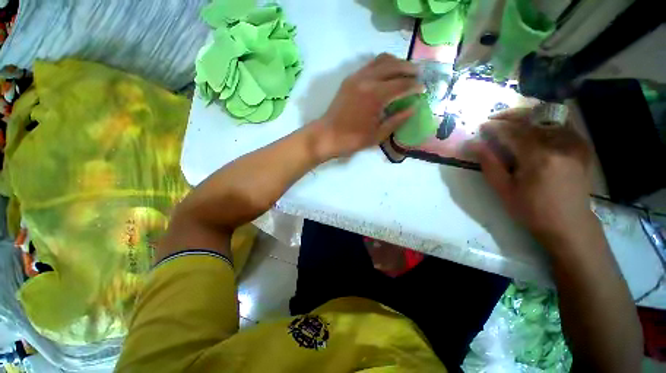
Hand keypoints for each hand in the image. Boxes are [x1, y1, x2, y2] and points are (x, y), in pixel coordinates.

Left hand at [312, 53, 423, 159]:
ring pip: (381, 60)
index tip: (423, 89)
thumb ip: (397, 120)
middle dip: (408, 69)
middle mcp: (368, 80)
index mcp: (376, 95)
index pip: (402, 85)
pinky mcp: (349, 79)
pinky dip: (381, 66)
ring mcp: (357, 77)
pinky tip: (386, 74)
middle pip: (393, 66)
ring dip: (395, 63)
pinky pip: (369, 65)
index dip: (414, 86)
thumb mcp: (377, 135)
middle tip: (418, 75)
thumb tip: (413, 108)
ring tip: (404, 71)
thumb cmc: (352, 139)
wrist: (327, 135)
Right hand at [470, 107, 594, 242]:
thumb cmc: (532, 210)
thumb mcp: (504, 190)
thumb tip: (474, 144)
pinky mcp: (582, 147)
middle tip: (495, 118)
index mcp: (539, 158)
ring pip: (550, 116)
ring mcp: (575, 144)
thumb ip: (489, 164)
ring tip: (513, 120)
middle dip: (511, 115)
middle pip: (533, 118)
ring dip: (529, 115)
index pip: (513, 132)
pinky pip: (564, 124)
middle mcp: (560, 145)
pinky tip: (536, 127)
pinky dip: (547, 121)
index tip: (482, 126)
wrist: (569, 224)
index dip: (495, 126)